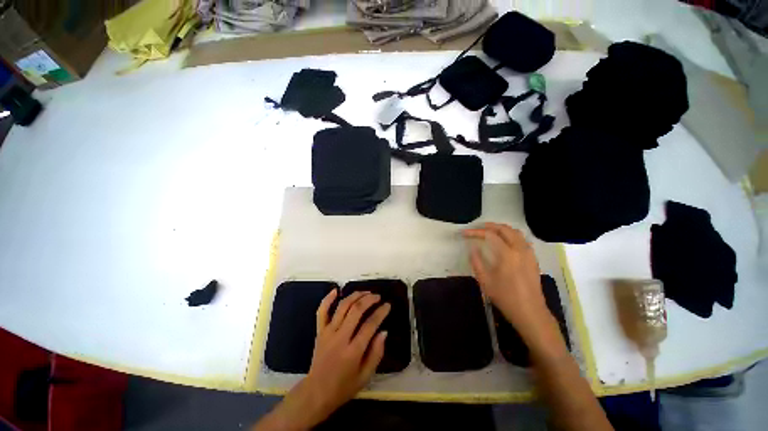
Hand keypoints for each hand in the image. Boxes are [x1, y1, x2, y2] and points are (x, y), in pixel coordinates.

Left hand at [255, 290, 389, 430]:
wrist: (316, 393)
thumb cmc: (343, 387)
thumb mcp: (365, 376)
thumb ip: (376, 354)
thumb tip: (384, 332)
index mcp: (353, 351)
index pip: (370, 325)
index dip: (381, 312)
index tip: (388, 305)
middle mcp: (340, 338)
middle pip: (356, 310)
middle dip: (369, 299)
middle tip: (378, 296)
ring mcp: (328, 333)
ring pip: (342, 307)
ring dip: (355, 296)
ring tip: (365, 292)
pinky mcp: (319, 331)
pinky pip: (322, 311)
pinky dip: (328, 299)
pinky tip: (336, 290)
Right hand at [463, 223, 555, 343]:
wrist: (530, 312)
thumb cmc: (505, 297)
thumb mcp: (485, 281)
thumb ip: (477, 261)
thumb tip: (472, 247)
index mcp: (507, 254)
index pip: (489, 235)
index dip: (475, 232)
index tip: (464, 233)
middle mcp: (520, 249)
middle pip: (504, 229)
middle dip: (489, 226)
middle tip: (476, 228)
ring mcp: (529, 253)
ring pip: (515, 232)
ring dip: (501, 228)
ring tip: (489, 231)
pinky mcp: (533, 258)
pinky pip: (522, 239)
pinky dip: (511, 234)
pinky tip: (504, 241)